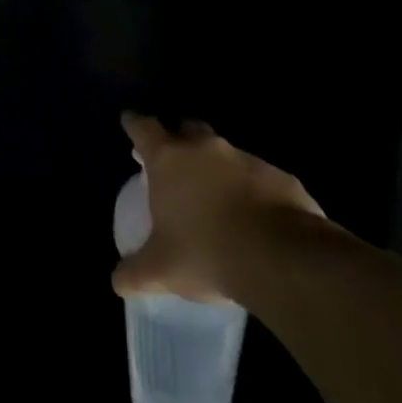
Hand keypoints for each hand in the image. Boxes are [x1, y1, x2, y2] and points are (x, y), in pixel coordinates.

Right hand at [113, 113, 327, 301]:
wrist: (282, 259)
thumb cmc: (206, 253)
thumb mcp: (160, 271)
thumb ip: (134, 272)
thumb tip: (119, 281)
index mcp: (169, 160)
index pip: (144, 128)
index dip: (135, 124)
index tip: (130, 121)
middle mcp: (206, 150)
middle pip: (188, 128)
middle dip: (180, 138)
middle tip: (175, 160)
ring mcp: (247, 160)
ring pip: (226, 154)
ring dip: (218, 168)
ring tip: (216, 198)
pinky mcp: (282, 177)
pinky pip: (260, 178)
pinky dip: (252, 190)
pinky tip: (253, 218)